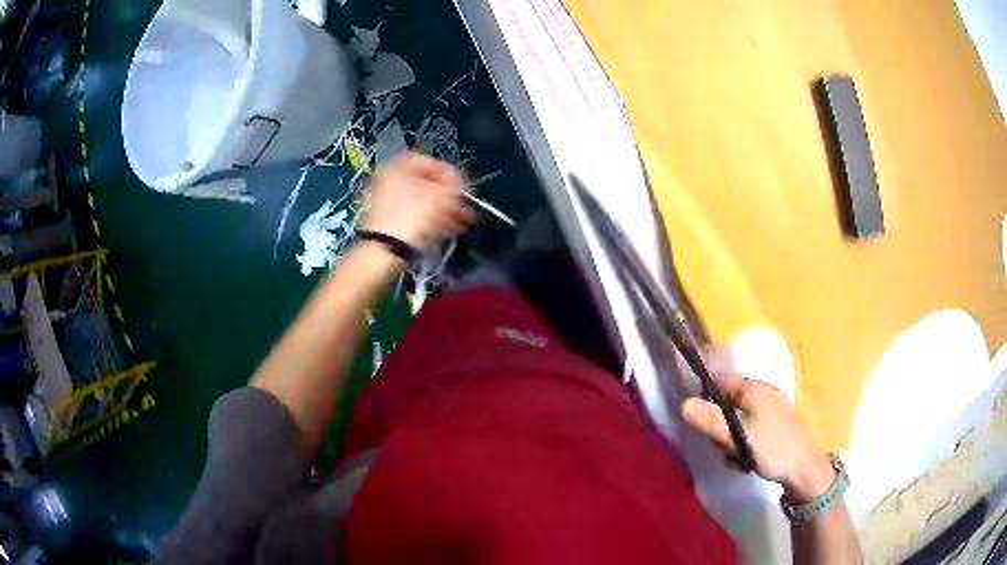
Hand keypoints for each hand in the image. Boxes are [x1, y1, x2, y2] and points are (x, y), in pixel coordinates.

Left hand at [360, 153, 475, 248]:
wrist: (385, 251)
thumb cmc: (412, 216)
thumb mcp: (439, 196)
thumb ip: (453, 185)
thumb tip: (458, 183)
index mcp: (398, 168)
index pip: (429, 162)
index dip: (449, 174)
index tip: (462, 187)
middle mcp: (390, 180)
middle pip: (427, 183)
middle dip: (450, 196)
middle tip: (465, 206)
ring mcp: (388, 201)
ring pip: (423, 200)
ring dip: (445, 209)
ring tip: (464, 221)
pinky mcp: (390, 220)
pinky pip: (416, 213)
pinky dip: (433, 218)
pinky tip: (450, 227)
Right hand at [681, 372, 835, 501]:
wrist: (803, 468)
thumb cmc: (771, 448)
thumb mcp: (739, 437)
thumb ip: (712, 421)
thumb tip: (683, 404)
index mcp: (755, 388)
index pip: (721, 378)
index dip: (705, 392)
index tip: (696, 415)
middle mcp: (763, 392)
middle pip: (728, 400)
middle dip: (719, 423)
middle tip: (719, 445)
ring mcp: (770, 408)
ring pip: (738, 417)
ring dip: (730, 436)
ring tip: (734, 456)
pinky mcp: (774, 424)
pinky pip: (749, 427)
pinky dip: (743, 441)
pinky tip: (745, 458)